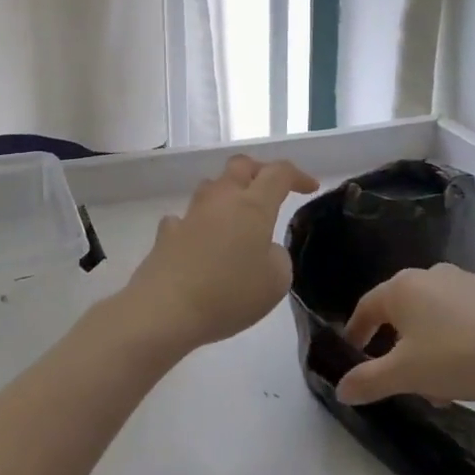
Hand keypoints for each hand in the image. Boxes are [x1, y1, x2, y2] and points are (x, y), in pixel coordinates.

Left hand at [124, 155, 318, 351]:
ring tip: (237, 216)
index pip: (278, 173)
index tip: (310, 188)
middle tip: (271, 189)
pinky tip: (200, 241)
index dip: (297, 175)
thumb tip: (264, 249)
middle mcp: (221, 200)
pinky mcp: (167, 234)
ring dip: (228, 194)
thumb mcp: (276, 282)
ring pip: (211, 187)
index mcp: (253, 206)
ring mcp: (190, 215)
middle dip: (259, 171)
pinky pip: (186, 218)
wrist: (165, 309)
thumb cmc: (229, 294)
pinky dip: (198, 224)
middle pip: (240, 166)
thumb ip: (278, 257)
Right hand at [334, 263, 474, 406]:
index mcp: (401, 288)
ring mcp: (464, 281)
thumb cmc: (458, 356)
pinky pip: (461, 316)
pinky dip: (455, 339)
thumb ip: (369, 381)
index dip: (357, 332)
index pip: (366, 307)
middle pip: (401, 312)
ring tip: (439, 386)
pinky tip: (470, 369)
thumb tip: (340, 389)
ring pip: (433, 316)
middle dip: (397, 346)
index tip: (354, 354)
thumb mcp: (406, 375)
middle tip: (400, 378)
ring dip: (427, 347)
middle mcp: (429, 275)